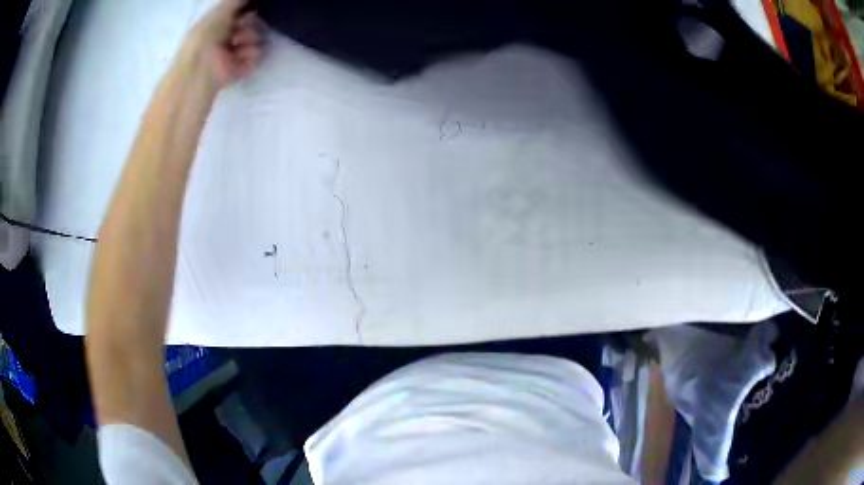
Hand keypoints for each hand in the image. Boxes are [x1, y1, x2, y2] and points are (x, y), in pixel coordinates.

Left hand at [182, 0, 263, 88]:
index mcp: (218, 24)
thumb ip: (237, 1)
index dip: (249, 9)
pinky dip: (251, 55)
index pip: (240, 13)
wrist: (201, 68)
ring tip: (239, 44)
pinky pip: (256, 57)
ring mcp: (234, 54)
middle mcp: (226, 38)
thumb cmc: (206, 36)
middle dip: (249, 23)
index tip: (254, 5)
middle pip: (250, 24)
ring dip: (250, 38)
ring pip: (255, 39)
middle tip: (242, 26)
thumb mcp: (221, 10)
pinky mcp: (240, 69)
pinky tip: (241, 56)